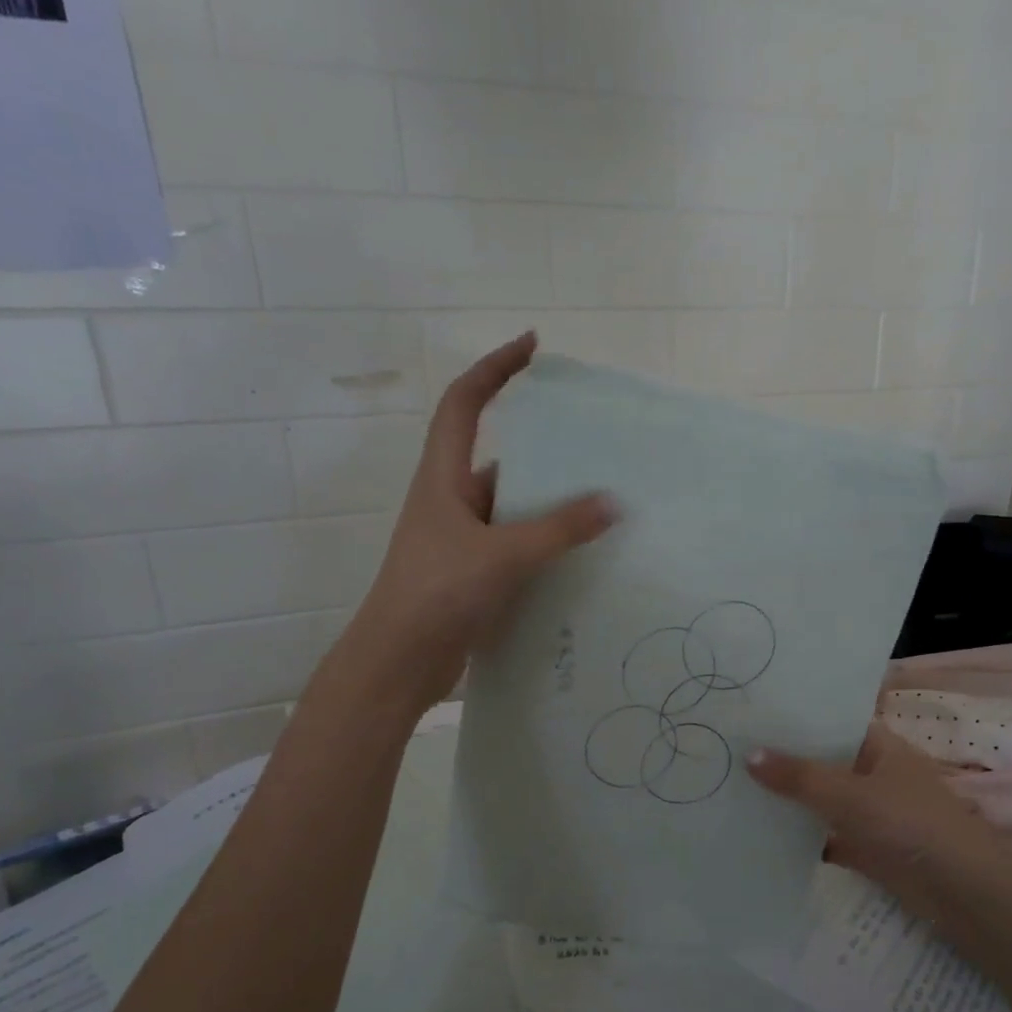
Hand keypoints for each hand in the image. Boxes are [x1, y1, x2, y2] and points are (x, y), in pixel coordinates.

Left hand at [348, 332, 615, 711]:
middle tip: (596, 450)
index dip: (495, 369)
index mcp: (443, 479)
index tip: (532, 347)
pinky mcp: (472, 577)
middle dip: (544, 453)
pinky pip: (515, 548)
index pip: (464, 403)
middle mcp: (450, 503)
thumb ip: (559, 529)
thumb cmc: (438, 593)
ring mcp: (461, 542)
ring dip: (549, 508)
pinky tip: (580, 559)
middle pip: (500, 460)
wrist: (398, 663)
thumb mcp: (503, 554)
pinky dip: (544, 548)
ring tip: (602, 506)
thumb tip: (612, 502)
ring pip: (512, 511)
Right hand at [748, 725, 1011, 909]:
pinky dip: (800, 837)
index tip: (748, 713)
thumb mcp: (850, 794)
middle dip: (782, 760)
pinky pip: (825, 835)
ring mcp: (870, 812)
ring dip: (788, 800)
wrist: (964, 894)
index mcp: (878, 746)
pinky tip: (759, 834)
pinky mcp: (866, 848)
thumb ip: (799, 776)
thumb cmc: (911, 824)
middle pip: (821, 762)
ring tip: (732, 787)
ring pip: (820, 800)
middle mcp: (873, 773)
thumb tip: (749, 754)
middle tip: (727, 749)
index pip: (829, 722)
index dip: (793, 718)